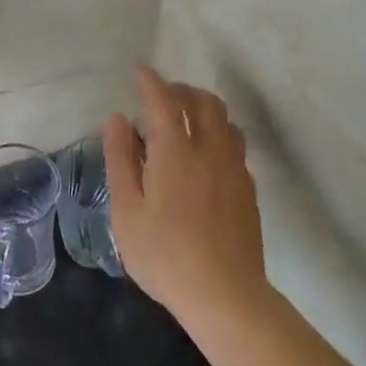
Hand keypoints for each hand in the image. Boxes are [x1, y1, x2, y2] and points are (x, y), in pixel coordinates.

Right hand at [103, 66, 266, 322]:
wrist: (225, 296)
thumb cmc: (164, 254)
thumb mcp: (126, 209)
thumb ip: (120, 159)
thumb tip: (116, 119)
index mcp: (175, 152)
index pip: (163, 100)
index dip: (150, 81)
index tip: (138, 70)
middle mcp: (210, 151)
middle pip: (204, 102)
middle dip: (182, 90)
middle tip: (161, 96)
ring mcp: (235, 170)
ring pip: (226, 121)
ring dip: (204, 110)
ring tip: (185, 122)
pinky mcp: (249, 191)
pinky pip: (235, 146)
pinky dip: (218, 135)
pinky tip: (204, 157)